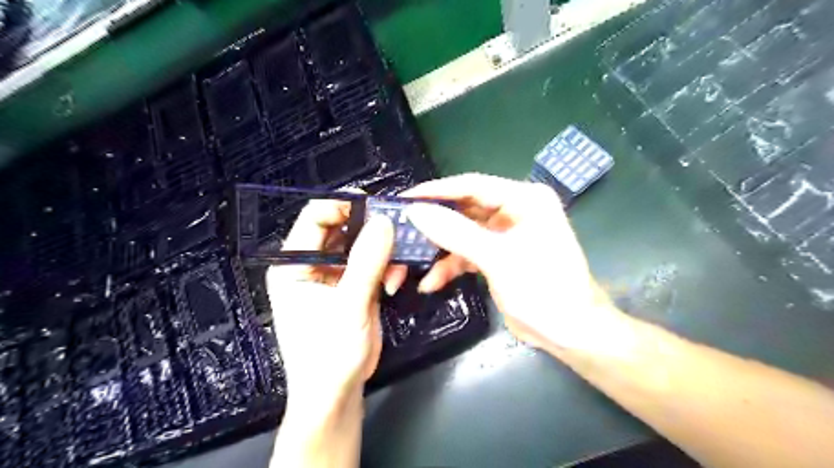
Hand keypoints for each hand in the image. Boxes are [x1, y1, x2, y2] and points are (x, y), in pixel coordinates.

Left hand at [268, 197, 393, 408]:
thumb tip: (383, 222)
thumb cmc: (329, 355)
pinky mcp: (353, 285)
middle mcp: (311, 263)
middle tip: (398, 229)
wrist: (337, 393)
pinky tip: (395, 280)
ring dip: (382, 250)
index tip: (377, 206)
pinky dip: (386, 266)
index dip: (345, 205)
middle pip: (342, 227)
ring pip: (361, 244)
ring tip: (398, 264)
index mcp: (293, 264)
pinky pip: (371, 262)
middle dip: (371, 228)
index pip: (316, 217)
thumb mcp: (348, 307)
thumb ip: (367, 262)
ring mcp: (334, 274)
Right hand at [400, 174, 621, 351]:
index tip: (405, 199)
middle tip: (401, 229)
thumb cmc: (544, 289)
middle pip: (464, 210)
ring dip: (439, 250)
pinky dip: (449, 266)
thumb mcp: (498, 259)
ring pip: (462, 233)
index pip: (472, 186)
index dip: (437, 191)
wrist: (571, 333)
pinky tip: (431, 283)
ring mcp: (505, 235)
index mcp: (524, 200)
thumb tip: (416, 212)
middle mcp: (514, 211)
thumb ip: (456, 233)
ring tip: (409, 260)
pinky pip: (467, 253)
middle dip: (434, 223)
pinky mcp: (498, 256)